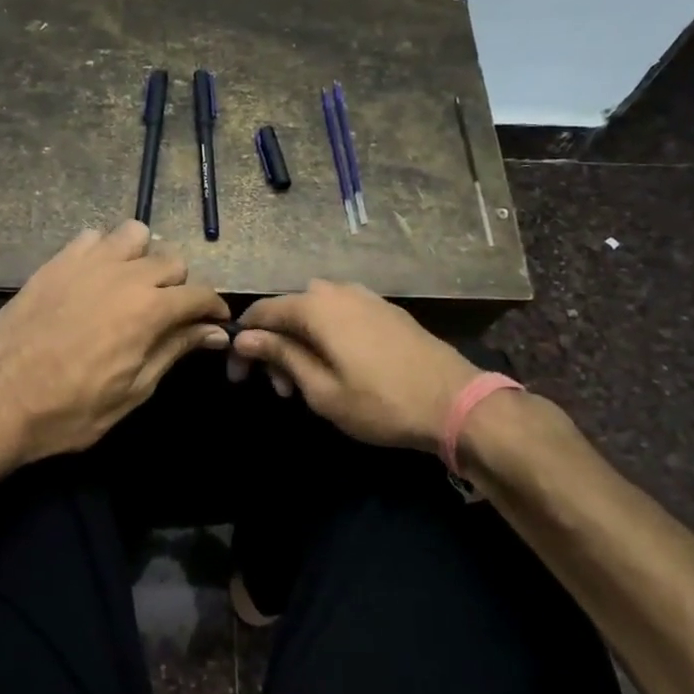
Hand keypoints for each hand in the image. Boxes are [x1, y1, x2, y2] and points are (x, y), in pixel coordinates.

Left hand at [0, 222, 230, 465]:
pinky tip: (94, 279)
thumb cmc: (70, 410)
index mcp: (149, 310)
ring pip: (135, 235)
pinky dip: (103, 251)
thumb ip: (175, 350)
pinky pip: (92, 237)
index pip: (200, 294)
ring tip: (131, 287)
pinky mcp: (56, 262)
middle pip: (172, 260)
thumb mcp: (134, 390)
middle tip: (167, 314)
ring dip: (142, 258)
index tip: (213, 325)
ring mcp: (87, 262)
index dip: (213, 310)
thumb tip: (214, 332)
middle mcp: (124, 275)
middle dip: (179, 286)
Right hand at [228, 280, 481, 452]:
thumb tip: (244, 337)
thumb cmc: (380, 402)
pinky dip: (326, 338)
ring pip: (315, 314)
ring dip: (300, 344)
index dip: (243, 342)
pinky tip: (336, 367)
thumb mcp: (320, 389)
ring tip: (307, 384)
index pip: (262, 312)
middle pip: (288, 311)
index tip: (238, 376)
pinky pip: (340, 316)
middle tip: (280, 390)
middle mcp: (337, 291)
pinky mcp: (385, 310)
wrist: (455, 402)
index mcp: (315, 306)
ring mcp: (365, 297)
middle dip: (274, 348)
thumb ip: (280, 356)